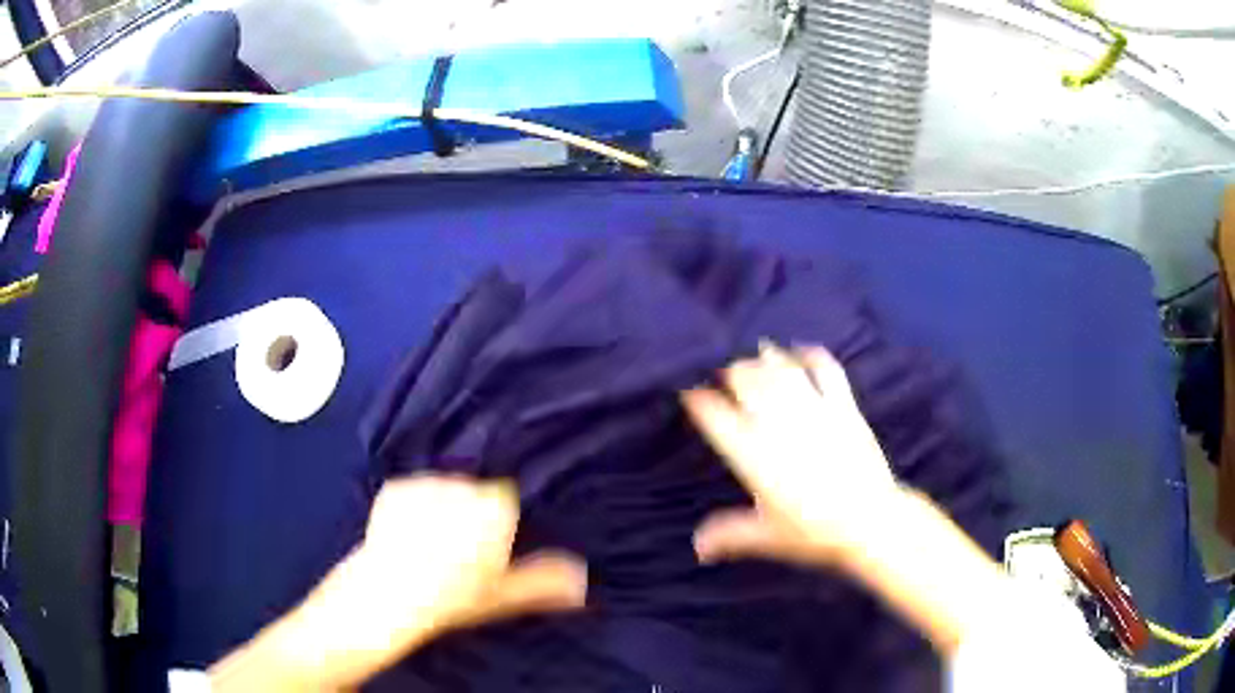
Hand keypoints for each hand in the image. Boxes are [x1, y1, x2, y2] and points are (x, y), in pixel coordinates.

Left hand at [350, 475, 585, 638]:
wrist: (390, 594)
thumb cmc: (452, 598)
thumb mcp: (502, 595)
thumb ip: (544, 582)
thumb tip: (581, 579)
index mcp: (495, 510)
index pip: (505, 500)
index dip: (496, 524)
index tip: (486, 547)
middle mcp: (463, 488)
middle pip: (475, 492)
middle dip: (469, 513)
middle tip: (457, 550)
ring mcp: (427, 484)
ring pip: (444, 490)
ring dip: (441, 507)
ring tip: (429, 544)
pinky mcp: (397, 486)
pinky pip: (413, 490)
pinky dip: (412, 506)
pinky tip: (408, 535)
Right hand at [682, 343, 899, 565]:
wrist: (870, 522)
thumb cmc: (813, 532)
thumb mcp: (766, 537)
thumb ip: (729, 535)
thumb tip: (697, 548)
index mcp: (753, 455)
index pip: (715, 415)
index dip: (698, 399)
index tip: (691, 393)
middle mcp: (778, 426)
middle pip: (746, 380)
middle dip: (730, 372)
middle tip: (726, 375)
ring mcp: (813, 411)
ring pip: (781, 370)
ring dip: (764, 358)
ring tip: (755, 355)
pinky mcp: (843, 407)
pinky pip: (825, 370)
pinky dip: (811, 356)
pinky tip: (801, 351)